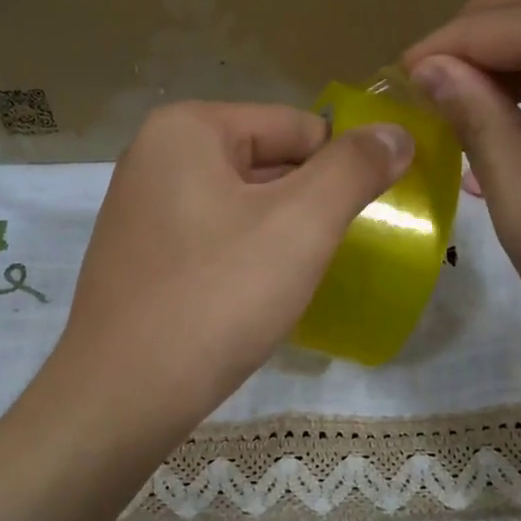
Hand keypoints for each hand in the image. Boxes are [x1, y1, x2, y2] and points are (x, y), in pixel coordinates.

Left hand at [48, 101, 412, 441]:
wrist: (124, 394)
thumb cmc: (218, 298)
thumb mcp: (302, 224)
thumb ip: (354, 169)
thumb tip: (396, 133)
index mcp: (187, 128)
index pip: (298, 126)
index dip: (340, 170)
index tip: (363, 220)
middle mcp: (154, 157)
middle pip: (266, 163)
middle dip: (307, 206)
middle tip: (333, 256)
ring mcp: (140, 212)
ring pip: (240, 208)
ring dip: (278, 238)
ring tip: (295, 283)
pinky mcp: (138, 260)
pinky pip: (211, 243)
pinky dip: (243, 262)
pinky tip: (253, 301)